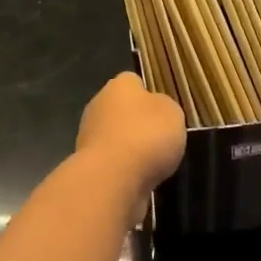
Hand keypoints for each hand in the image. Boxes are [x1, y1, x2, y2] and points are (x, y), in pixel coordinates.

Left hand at [77, 73, 186, 199]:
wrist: (113, 179)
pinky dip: (124, 169)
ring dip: (131, 148)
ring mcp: (89, 136)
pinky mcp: (88, 164)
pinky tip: (139, 178)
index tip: (163, 112)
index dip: (150, 94)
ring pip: (116, 137)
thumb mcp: (172, 113)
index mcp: (118, 86)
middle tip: (160, 139)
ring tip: (154, 164)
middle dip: (138, 123)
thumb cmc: (146, 135)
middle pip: (122, 110)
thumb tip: (155, 110)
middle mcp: (98, 106)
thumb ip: (165, 107)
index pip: (133, 81)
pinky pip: (112, 161)